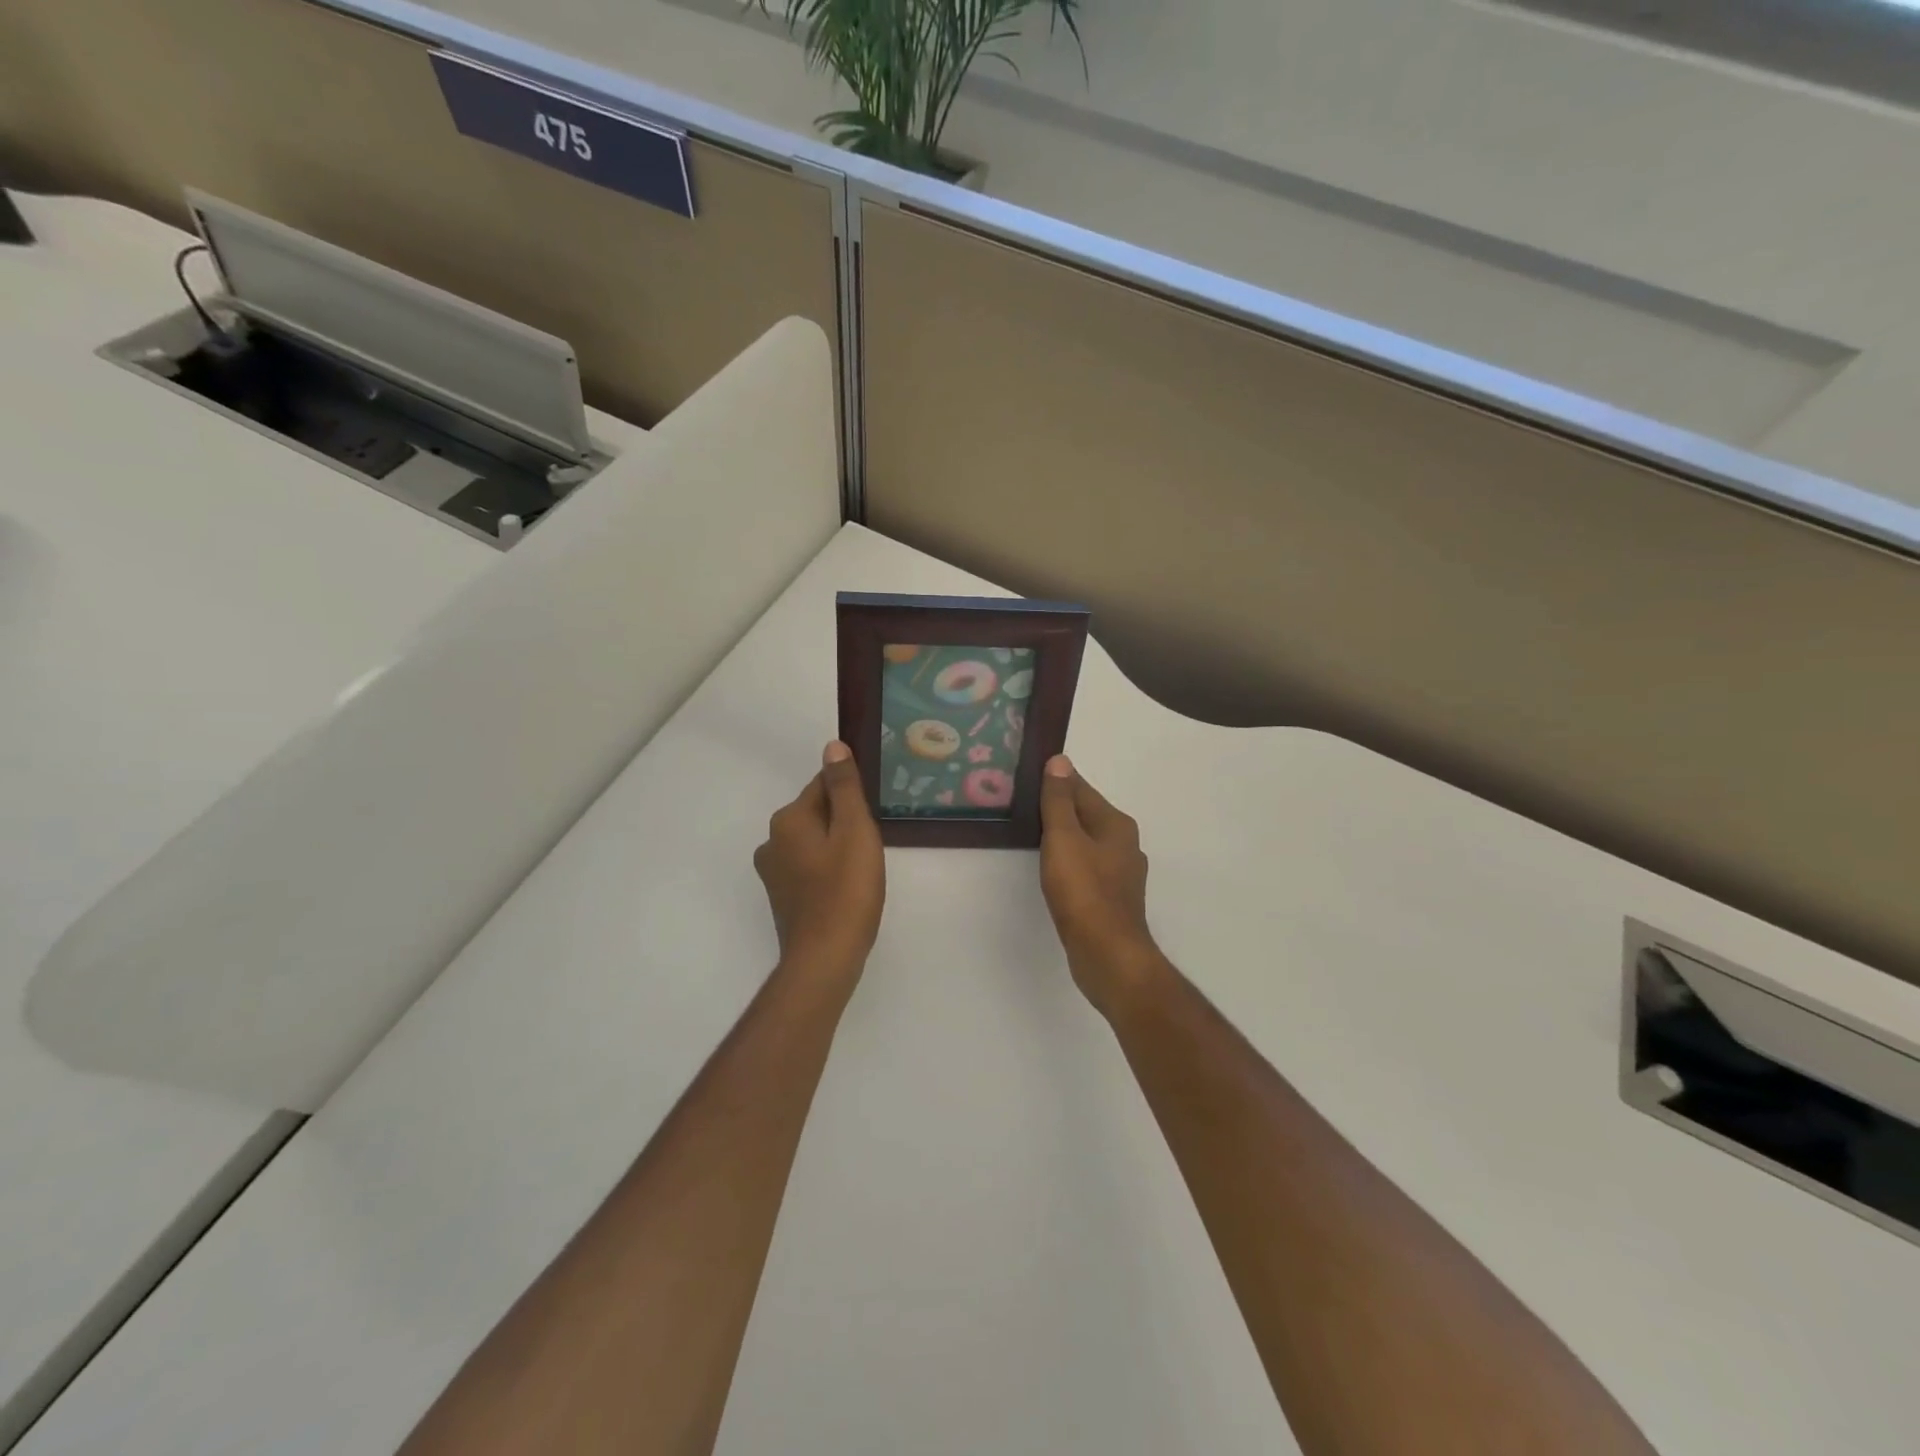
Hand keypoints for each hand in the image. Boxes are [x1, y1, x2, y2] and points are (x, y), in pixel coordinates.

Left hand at [755, 741, 885, 993]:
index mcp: (788, 819)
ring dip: (837, 846)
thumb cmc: (846, 891)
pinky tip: (847, 888)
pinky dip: (828, 869)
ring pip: (814, 841)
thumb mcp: (855, 831)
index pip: (823, 785)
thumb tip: (833, 746)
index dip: (853, 795)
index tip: (874, 814)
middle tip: (874, 844)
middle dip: (846, 821)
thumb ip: (844, 787)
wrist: (825, 959)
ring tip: (864, 868)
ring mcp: (773, 871)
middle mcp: (772, 840)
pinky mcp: (782, 896)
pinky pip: (809, 866)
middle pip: (817, 813)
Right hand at [1038, 756, 1166, 1017]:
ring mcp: (1120, 873)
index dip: (1054, 781)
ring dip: (1063, 835)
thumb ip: (1059, 801)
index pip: (1080, 789)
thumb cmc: (1084, 892)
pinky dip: (1068, 861)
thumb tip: (1060, 760)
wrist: (1107, 954)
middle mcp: (1124, 843)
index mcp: (1116, 824)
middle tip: (1021, 804)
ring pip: (1086, 842)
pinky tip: (1052, 870)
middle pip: (1085, 814)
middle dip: (1058, 807)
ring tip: (1031, 834)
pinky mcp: (1111, 898)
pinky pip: (1086, 867)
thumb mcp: (1064, 838)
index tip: (1026, 776)